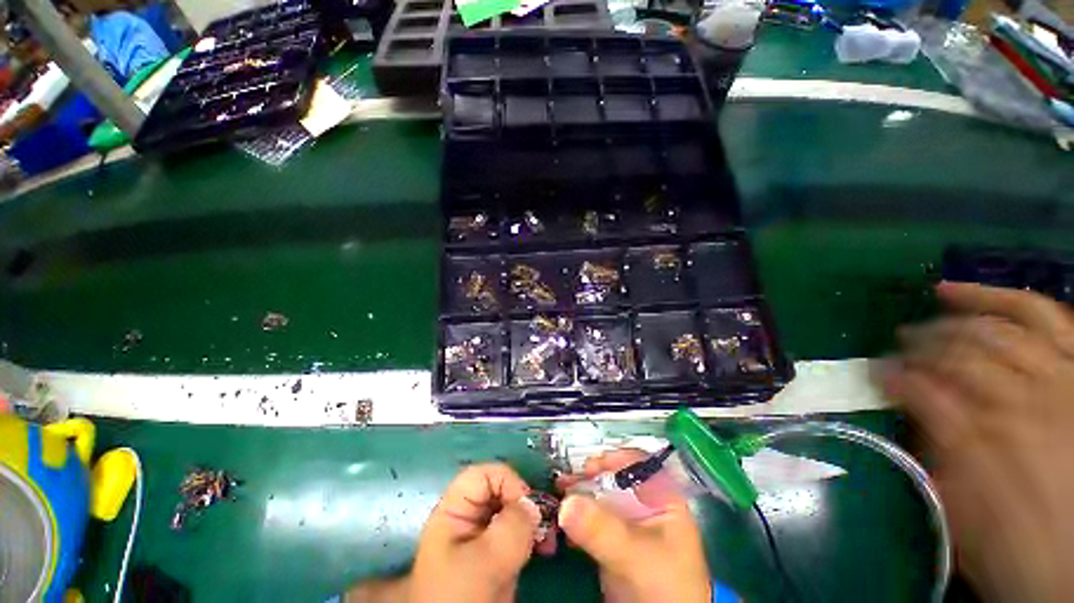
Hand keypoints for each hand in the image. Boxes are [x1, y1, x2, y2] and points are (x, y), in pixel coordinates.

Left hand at [347, 463, 551, 602]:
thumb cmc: (460, 597)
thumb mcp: (485, 560)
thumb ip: (512, 527)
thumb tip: (533, 505)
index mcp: (455, 510)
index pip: (484, 475)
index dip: (507, 481)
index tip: (528, 505)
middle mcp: (469, 518)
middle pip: (501, 491)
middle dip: (525, 504)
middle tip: (545, 524)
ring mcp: (483, 537)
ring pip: (512, 511)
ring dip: (533, 521)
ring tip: (548, 541)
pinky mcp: (496, 555)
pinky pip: (518, 533)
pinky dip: (533, 537)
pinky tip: (543, 548)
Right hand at [556, 449, 710, 602]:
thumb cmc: (666, 588)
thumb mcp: (637, 555)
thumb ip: (604, 529)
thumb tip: (566, 503)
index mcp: (662, 499)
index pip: (637, 464)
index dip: (613, 459)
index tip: (587, 467)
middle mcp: (643, 506)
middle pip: (613, 478)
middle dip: (588, 477)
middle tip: (564, 481)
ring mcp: (627, 524)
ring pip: (600, 498)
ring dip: (578, 496)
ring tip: (557, 496)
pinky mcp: (612, 542)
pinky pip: (591, 521)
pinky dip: (576, 518)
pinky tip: (561, 522)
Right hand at [884, 282, 1073, 602]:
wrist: (1073, 559)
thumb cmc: (1010, 544)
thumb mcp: (957, 514)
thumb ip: (929, 459)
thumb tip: (903, 416)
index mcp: (982, 442)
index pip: (920, 389)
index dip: (891, 376)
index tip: (874, 374)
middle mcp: (1020, 401)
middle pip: (957, 353)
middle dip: (919, 344)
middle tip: (897, 344)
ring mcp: (1055, 379)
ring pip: (996, 328)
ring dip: (955, 318)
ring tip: (929, 309)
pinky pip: (1043, 316)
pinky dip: (1004, 298)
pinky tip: (967, 291)